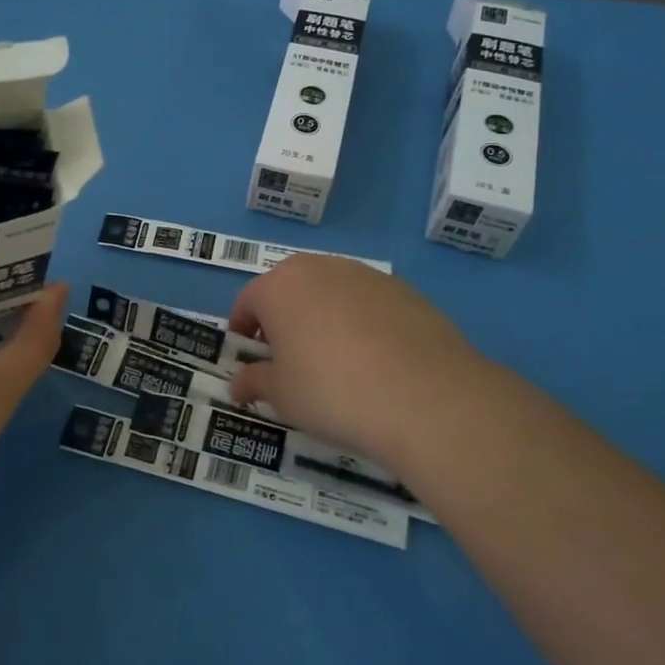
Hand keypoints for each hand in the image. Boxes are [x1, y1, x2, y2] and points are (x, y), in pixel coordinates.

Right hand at [226, 254, 528, 479]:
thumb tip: (239, 383)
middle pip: (290, 289)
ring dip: (322, 317)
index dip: (243, 329)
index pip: (248, 301)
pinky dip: (361, 323)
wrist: (425, 397)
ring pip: (331, 292)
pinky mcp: (405, 290)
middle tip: (288, 358)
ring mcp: (366, 275)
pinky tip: (374, 360)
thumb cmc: (331, 391)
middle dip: (282, 319)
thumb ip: (255, 382)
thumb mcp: (282, 395)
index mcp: (279, 286)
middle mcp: (320, 268)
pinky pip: (368, 304)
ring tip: (334, 360)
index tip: (247, 356)